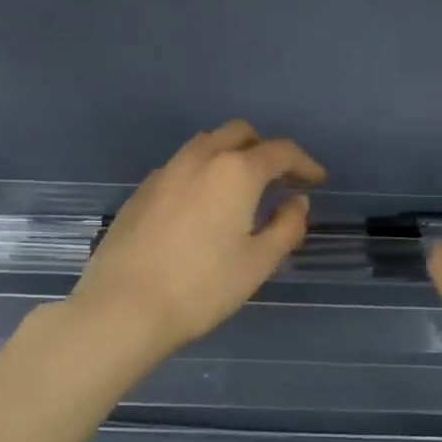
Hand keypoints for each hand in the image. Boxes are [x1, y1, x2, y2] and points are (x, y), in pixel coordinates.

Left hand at [68, 121, 324, 363]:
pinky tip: (203, 205)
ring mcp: (165, 172)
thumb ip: (286, 226)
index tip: (317, 180)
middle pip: (240, 133)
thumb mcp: (258, 262)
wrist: (124, 307)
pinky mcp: (141, 191)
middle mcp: (200, 158)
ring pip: (206, 144)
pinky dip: (203, 172)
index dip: (304, 162)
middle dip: (265, 149)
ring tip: (242, 187)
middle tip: (280, 178)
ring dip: (231, 154)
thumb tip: (296, 202)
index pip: (280, 151)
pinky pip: (181, 166)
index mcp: (235, 171)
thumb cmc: (202, 287)